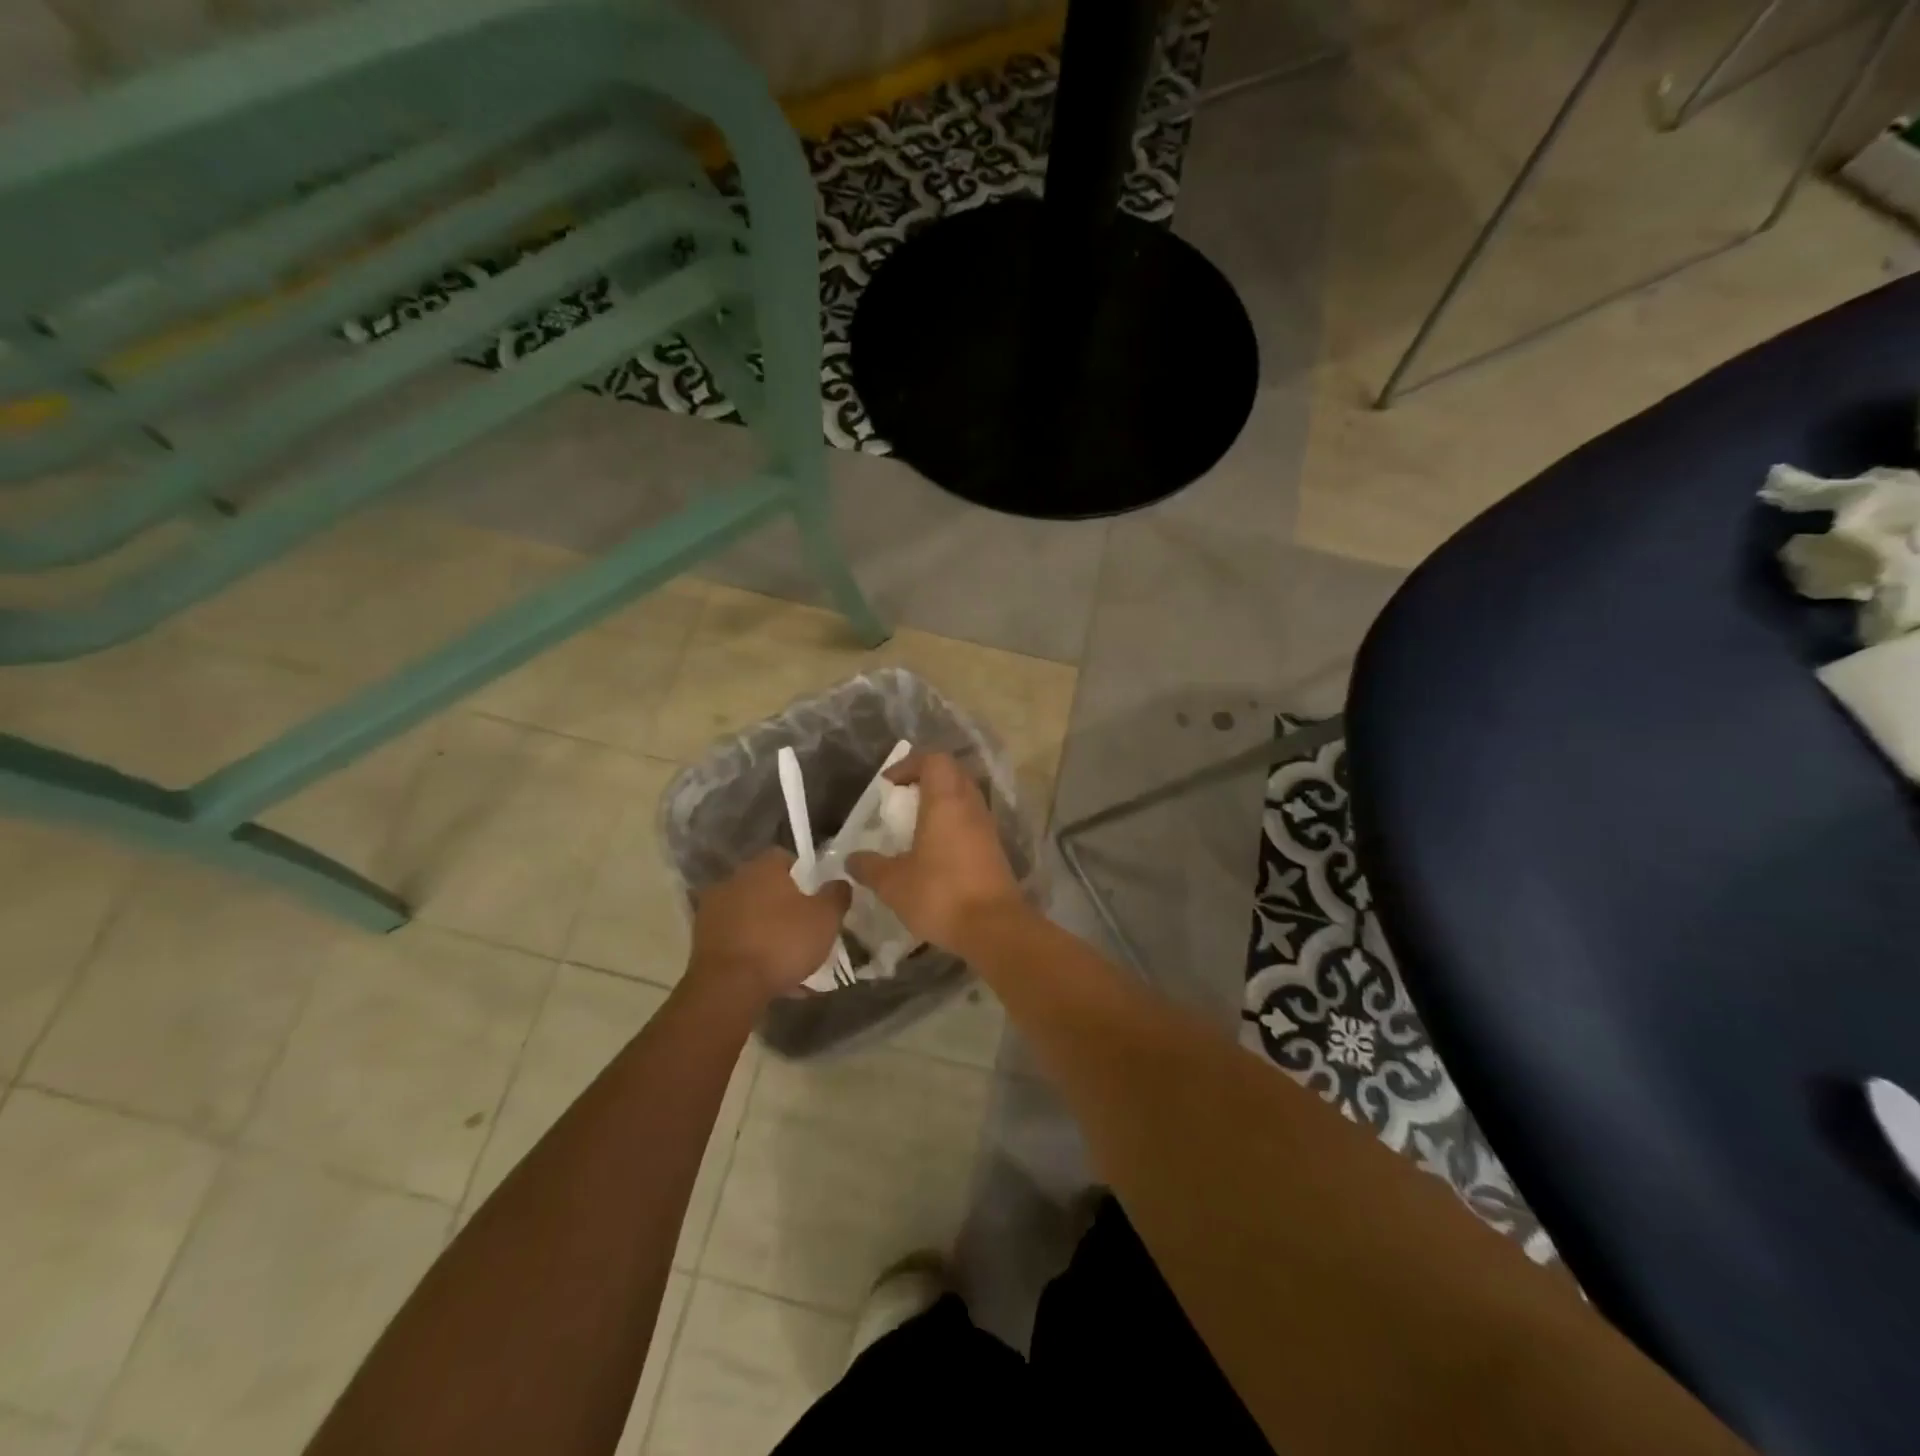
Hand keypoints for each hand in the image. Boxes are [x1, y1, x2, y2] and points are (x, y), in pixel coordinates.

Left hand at [689, 849, 850, 1006]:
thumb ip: (836, 895)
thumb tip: (839, 882)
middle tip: (805, 927)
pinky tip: (768, 975)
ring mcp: (712, 911)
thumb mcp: (826, 918)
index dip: (804, 874)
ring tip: (788, 958)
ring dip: (766, 929)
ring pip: (750, 915)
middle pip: (765, 886)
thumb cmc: (782, 942)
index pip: (785, 857)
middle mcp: (733, 881)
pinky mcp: (701, 942)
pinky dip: (750, 951)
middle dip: (784, 904)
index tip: (816, 896)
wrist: (728, 988)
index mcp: (762, 867)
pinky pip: (736, 940)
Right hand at [846, 752, 1027, 952]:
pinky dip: (952, 825)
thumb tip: (851, 860)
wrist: (994, 927)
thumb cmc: (940, 894)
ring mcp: (986, 827)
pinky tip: (934, 853)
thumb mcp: (893, 883)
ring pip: (964, 798)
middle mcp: (970, 805)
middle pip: (951, 774)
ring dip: (940, 804)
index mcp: (946, 801)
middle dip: (924, 780)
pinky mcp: (994, 849)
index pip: (934, 760)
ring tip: (914, 828)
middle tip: (901, 802)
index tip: (888, 786)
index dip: (909, 764)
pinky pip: (971, 822)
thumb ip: (869, 867)